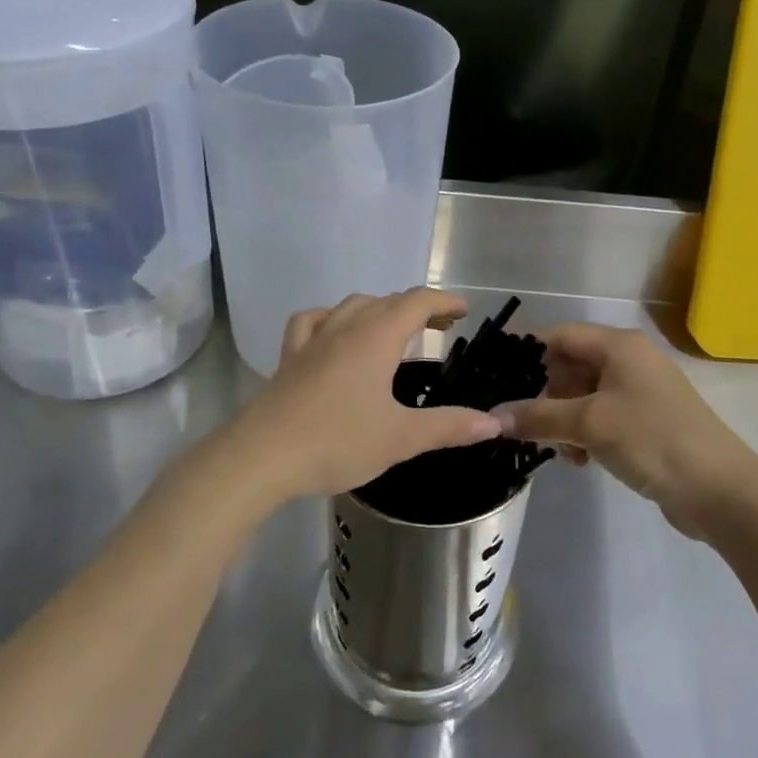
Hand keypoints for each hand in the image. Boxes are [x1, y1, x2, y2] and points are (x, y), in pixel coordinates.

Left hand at [208, 290, 501, 510]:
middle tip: (439, 326)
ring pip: (350, 306)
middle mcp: (344, 328)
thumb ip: (449, 426)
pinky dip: (329, 318)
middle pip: (386, 300)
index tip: (463, 311)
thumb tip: (496, 422)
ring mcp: (312, 340)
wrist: (261, 457)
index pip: (416, 301)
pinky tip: (332, 333)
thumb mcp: (400, 437)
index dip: (443, 301)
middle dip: (416, 306)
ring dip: (378, 309)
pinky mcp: (288, 358)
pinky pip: (311, 322)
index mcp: (376, 338)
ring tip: (392, 330)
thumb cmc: (337, 442)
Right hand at [492, 324, 755, 538]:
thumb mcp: (589, 424)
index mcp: (618, 346)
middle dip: (549, 398)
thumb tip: (493, 416)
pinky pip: (601, 417)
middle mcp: (629, 360)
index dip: (527, 355)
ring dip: (565, 422)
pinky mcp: (646, 421)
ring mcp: (640, 391)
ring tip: (566, 453)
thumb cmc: (652, 440)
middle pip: (570, 367)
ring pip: (583, 396)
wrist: (720, 490)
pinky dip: (586, 434)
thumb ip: (538, 416)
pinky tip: (583, 461)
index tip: (499, 382)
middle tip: (536, 429)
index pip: (559, 336)